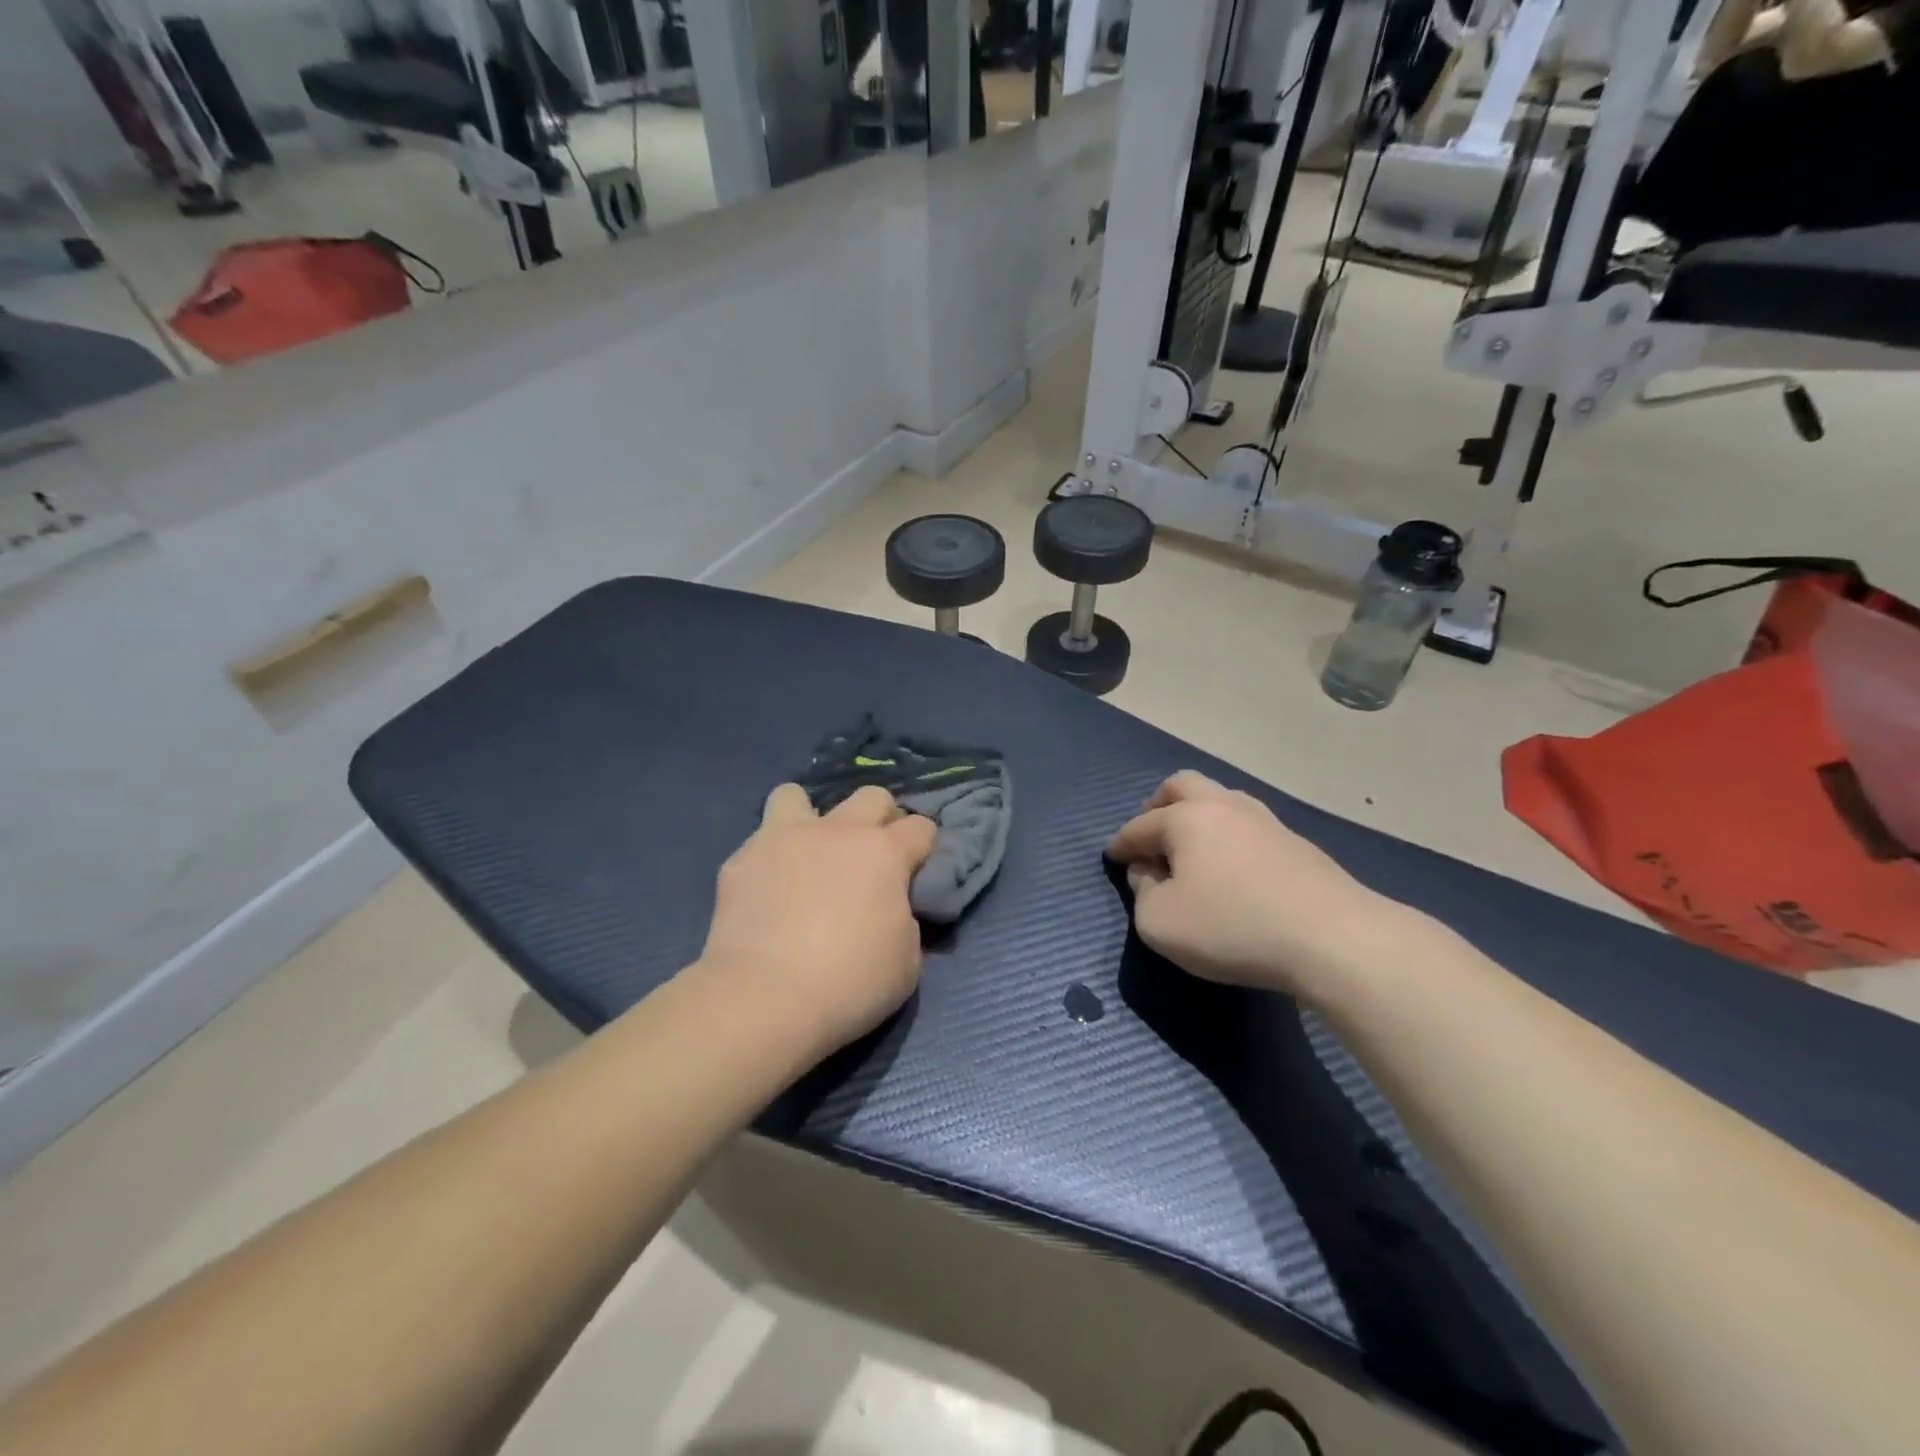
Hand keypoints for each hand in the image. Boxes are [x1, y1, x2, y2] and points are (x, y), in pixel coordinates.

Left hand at [700, 783, 937, 1058]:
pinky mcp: (742, 859)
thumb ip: (906, 922)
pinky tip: (766, 891)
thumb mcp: (906, 963)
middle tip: (869, 858)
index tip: (916, 873)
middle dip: (879, 819)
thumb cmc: (849, 983)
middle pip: (871, 796)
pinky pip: (759, 842)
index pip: (921, 827)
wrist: (765, 998)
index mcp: (885, 853)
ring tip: (806, 854)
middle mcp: (838, 831)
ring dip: (808, 818)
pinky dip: (769, 859)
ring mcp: (785, 838)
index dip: (923, 848)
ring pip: (797, 796)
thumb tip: (893, 909)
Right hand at [1105, 771, 1396, 1000]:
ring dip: (1197, 817)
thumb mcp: (1160, 924)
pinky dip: (1227, 837)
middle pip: (1182, 786)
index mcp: (1186, 818)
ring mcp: (1265, 820)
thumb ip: (1142, 895)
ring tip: (1191, 849)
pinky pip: (1247, 826)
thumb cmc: (1232, 926)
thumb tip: (1149, 875)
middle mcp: (1223, 806)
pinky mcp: (1296, 843)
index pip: (1140, 826)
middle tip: (1150, 833)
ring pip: (1220, 800)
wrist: (1332, 938)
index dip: (1121, 843)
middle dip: (1158, 805)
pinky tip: (1231, 866)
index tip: (1113, 856)